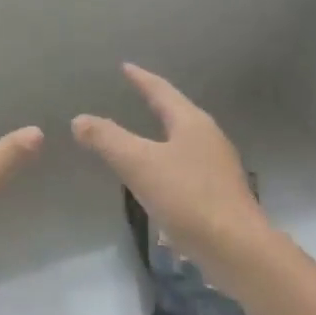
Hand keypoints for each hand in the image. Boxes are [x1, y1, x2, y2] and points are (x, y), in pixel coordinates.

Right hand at [72, 64, 270, 290]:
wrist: (235, 247)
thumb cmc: (186, 197)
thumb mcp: (138, 164)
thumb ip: (107, 139)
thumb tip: (80, 119)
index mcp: (192, 123)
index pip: (162, 91)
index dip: (141, 79)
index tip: (125, 67)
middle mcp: (209, 138)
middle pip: (177, 114)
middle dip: (155, 105)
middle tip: (134, 96)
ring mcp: (217, 167)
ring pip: (183, 142)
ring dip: (161, 136)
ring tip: (141, 137)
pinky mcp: (218, 194)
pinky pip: (185, 168)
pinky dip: (166, 164)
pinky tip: (156, 179)